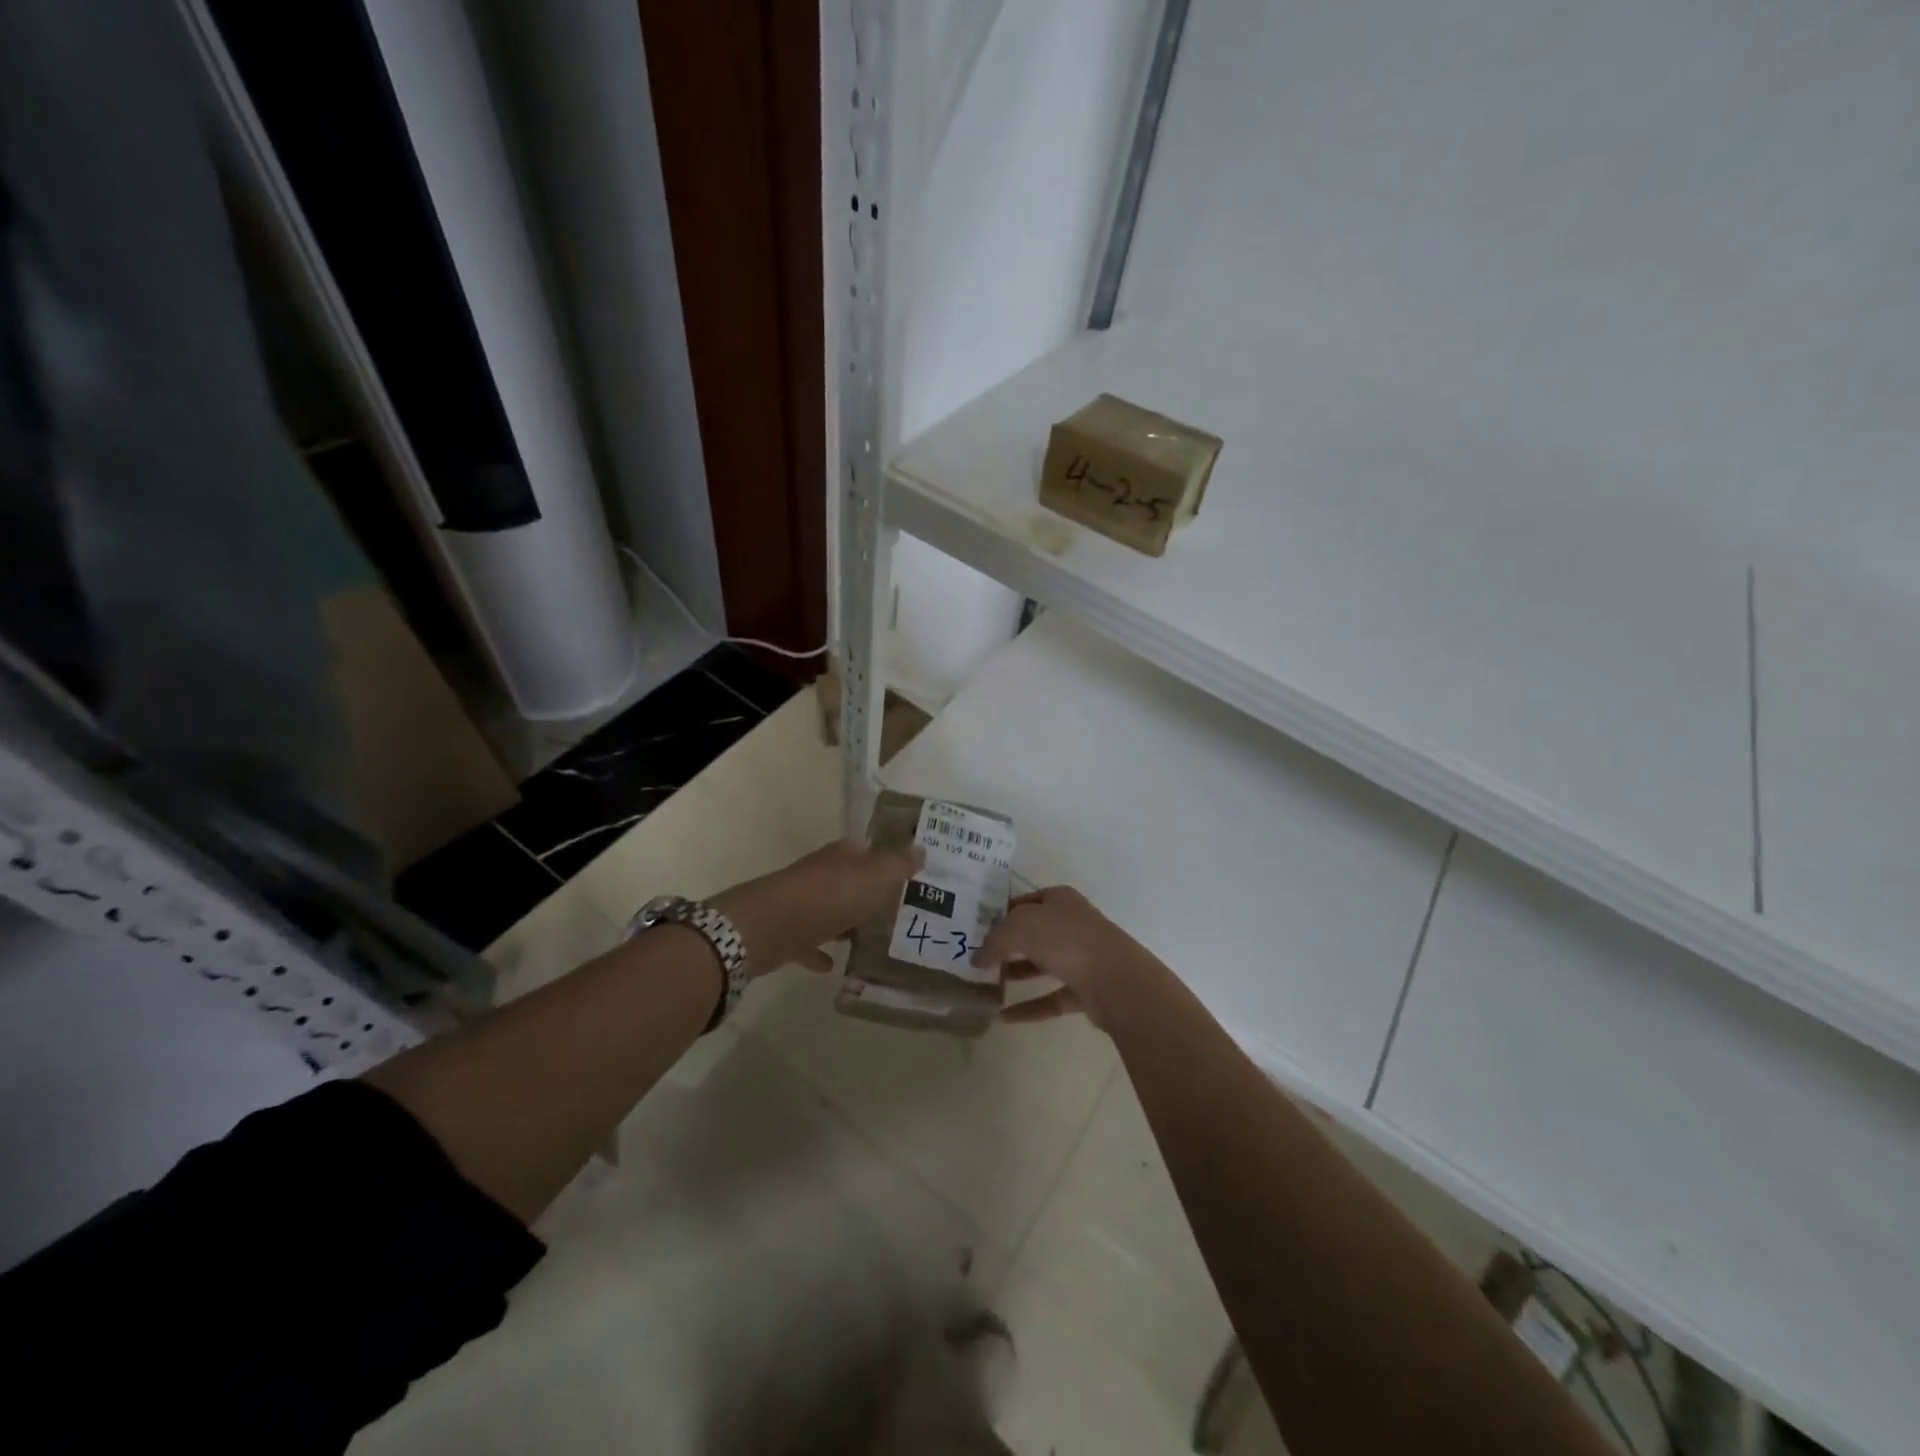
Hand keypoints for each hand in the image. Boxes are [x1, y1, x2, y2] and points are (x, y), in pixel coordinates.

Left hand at [714, 840, 921, 977]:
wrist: (770, 926)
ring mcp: (802, 902)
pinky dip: (822, 951)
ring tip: (873, 940)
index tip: (911, 880)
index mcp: (844, 855)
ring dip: (847, 922)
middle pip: (852, 881)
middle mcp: (822, 873)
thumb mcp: (876, 876)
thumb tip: (921, 849)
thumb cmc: (831, 896)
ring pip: (832, 910)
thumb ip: (899, 864)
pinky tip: (835, 966)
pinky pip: (811, 941)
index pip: (870, 851)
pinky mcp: (788, 932)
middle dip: (871, 894)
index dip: (890, 862)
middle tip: (900, 913)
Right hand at [972, 885, 1156, 1027]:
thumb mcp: (1019, 928)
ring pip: (1042, 964)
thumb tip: (977, 958)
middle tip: (976, 958)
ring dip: (1016, 973)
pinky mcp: (1085, 989)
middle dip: (1006, 945)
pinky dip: (1029, 1007)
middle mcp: (1071, 924)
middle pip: (1032, 933)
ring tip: (985, 984)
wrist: (1116, 980)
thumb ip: (995, 940)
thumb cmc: (1066, 940)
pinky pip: (1050, 997)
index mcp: (1059, 900)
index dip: (999, 914)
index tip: (975, 931)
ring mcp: (1081, 957)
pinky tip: (1003, 1017)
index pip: (1023, 902)